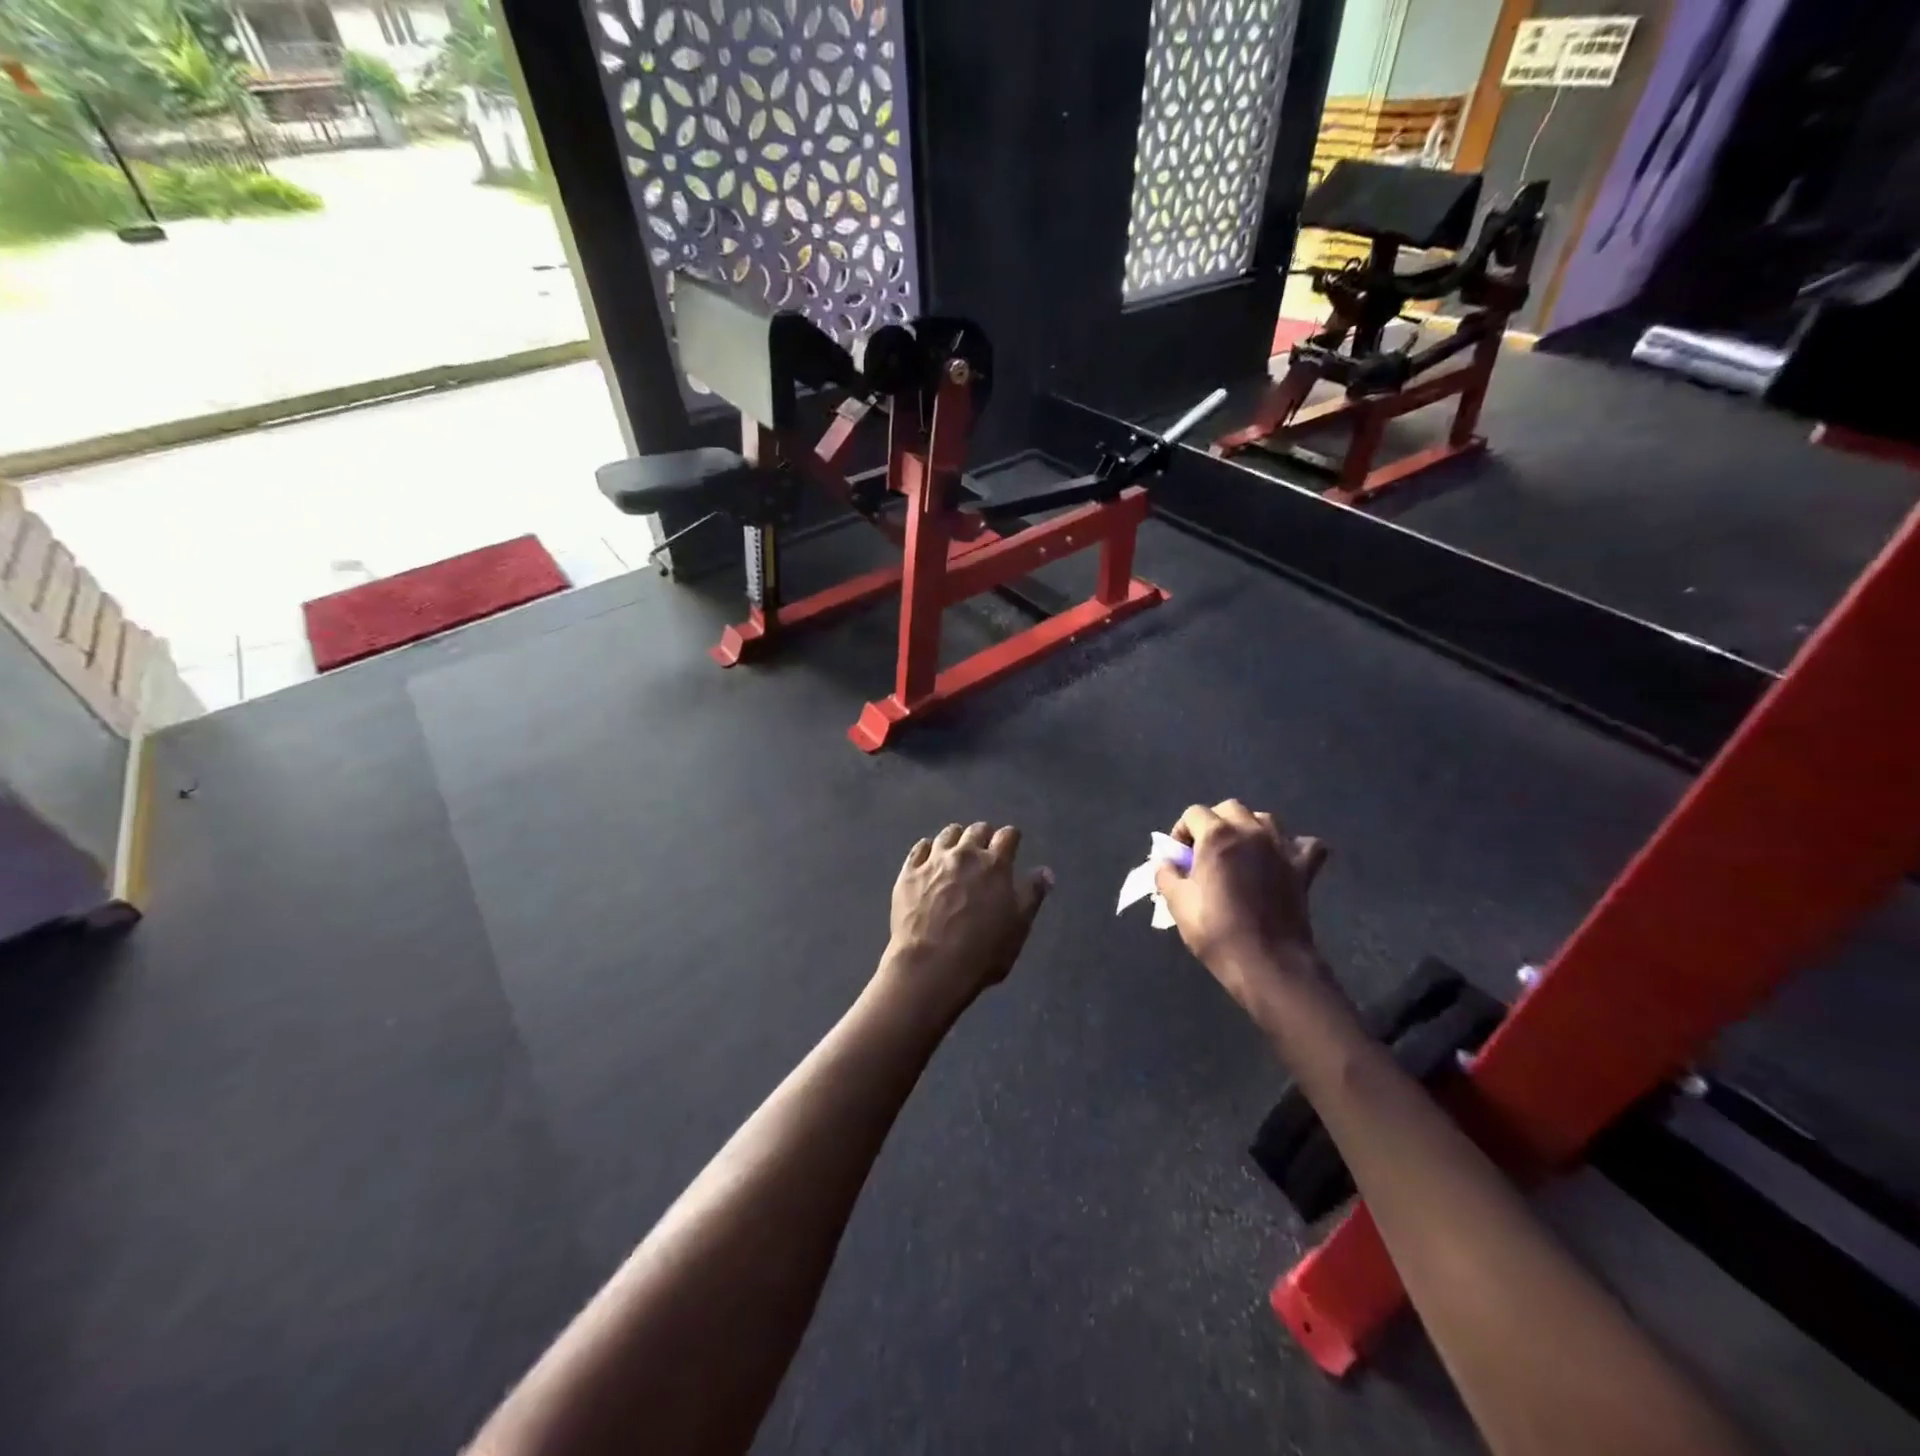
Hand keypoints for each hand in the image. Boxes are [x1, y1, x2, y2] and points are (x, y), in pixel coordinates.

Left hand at [883, 822, 1052, 1017]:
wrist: (931, 966)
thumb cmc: (983, 951)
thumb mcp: (1019, 926)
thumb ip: (1032, 894)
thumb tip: (1045, 871)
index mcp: (995, 865)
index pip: (1008, 836)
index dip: (1011, 838)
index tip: (1012, 844)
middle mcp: (965, 854)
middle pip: (977, 830)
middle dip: (984, 836)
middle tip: (985, 850)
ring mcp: (934, 861)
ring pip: (948, 834)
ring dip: (957, 838)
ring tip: (957, 851)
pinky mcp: (909, 873)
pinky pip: (919, 848)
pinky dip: (928, 849)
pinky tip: (929, 858)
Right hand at [1154, 800, 1328, 1016]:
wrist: (1268, 962)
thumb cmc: (1216, 931)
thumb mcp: (1177, 903)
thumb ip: (1166, 874)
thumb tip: (1166, 863)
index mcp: (1217, 836)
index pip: (1194, 813)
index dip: (1182, 831)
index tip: (1179, 857)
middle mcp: (1251, 832)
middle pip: (1229, 809)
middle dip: (1214, 823)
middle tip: (1206, 853)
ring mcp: (1281, 847)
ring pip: (1264, 819)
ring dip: (1249, 829)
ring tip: (1239, 853)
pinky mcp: (1303, 868)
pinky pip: (1304, 844)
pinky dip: (1292, 846)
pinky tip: (1281, 860)